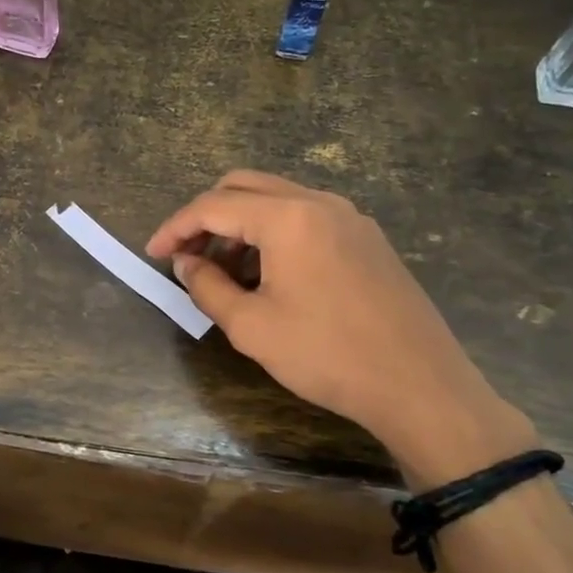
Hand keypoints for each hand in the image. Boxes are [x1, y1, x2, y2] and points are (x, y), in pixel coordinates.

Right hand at [146, 171, 535, 486]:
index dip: (175, 227)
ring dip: (241, 224)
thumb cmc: (327, 355)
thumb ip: (207, 286)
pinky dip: (274, 232)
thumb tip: (185, 261)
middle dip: (206, 216)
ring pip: (277, 199)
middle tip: (186, 255)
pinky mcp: (367, 237)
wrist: (419, 385)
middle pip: (244, 187)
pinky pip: (306, 217)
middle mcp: (319, 202)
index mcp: (288, 217)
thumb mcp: (251, 326)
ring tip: (224, 270)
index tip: (153, 253)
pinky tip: (268, 273)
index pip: (213, 206)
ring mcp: (349, 217)